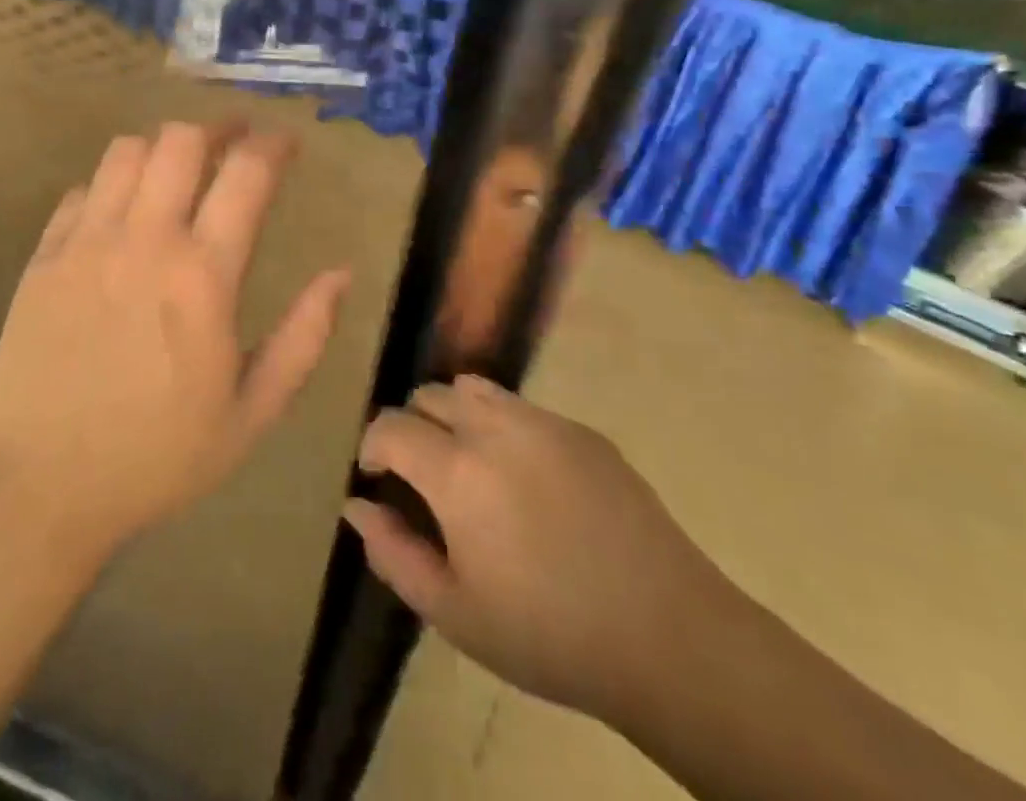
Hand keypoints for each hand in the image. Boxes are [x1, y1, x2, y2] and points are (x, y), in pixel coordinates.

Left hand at [0, 123, 348, 558]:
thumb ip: (304, 337)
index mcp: (203, 275)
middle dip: (217, 128)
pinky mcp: (43, 257)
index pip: (246, 173)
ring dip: (162, 148)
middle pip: (181, 140)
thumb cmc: (158, 456)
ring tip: (178, 169)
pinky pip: (80, 191)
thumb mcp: (253, 412)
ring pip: (126, 152)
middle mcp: (144, 240)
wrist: (39, 488)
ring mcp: (86, 243)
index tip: (287, 141)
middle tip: (234, 141)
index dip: (273, 144)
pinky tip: (121, 212)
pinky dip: (110, 185)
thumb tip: (341, 273)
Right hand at [345, 376, 729, 725]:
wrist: (668, 636)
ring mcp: (543, 422)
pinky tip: (528, 480)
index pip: (391, 425)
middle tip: (424, 477)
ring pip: (475, 389)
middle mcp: (494, 428)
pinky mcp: (582, 430)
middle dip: (413, 426)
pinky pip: (523, 408)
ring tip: (470, 466)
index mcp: (456, 471)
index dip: (374, 446)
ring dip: (456, 415)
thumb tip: (356, 506)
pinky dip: (503, 426)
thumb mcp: (455, 612)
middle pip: (430, 395)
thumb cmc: (548, 634)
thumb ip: (393, 552)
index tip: (379, 476)